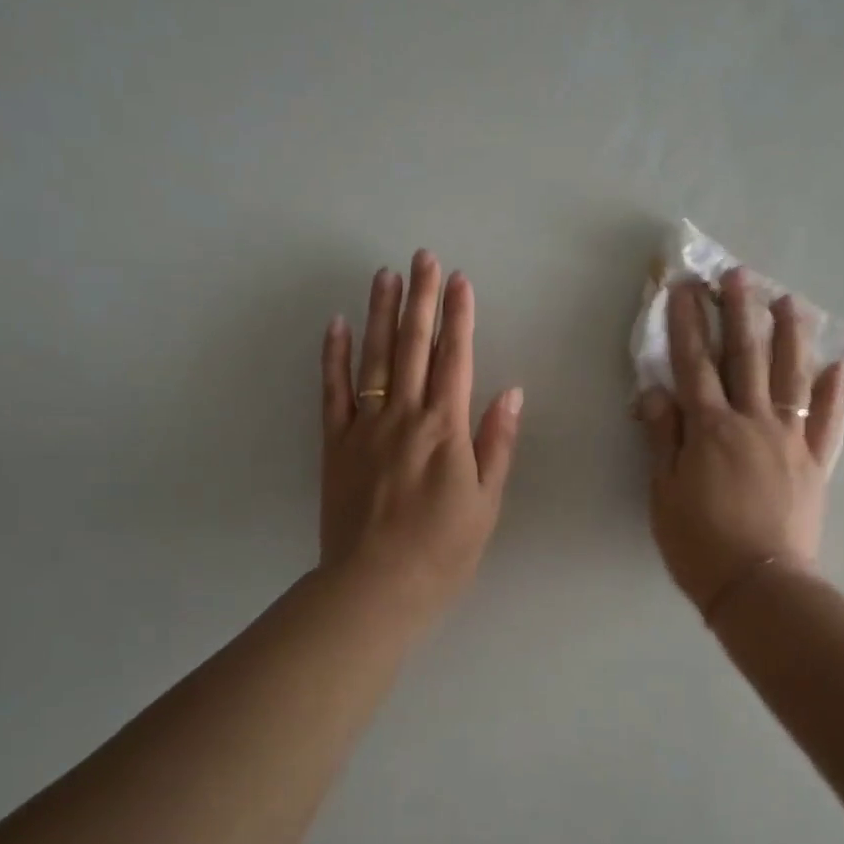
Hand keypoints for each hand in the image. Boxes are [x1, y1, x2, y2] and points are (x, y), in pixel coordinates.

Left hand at [320, 252, 522, 618]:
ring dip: (380, 313)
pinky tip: (337, 324)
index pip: (455, 359)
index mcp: (445, 429)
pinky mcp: (334, 444)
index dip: (458, 316)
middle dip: (420, 298)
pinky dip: (334, 356)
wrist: (376, 585)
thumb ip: (496, 443)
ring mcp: (364, 427)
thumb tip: (511, 392)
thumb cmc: (443, 550)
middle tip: (422, 257)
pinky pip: (332, 391)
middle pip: (413, 346)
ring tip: (385, 274)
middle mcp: (404, 416)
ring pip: (373, 358)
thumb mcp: (486, 502)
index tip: (460, 280)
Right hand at [639, 269, 843, 615]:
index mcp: (710, 429)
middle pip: (746, 358)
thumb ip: (662, 437)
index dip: (686, 324)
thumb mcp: (663, 492)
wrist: (758, 586)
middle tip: (738, 275)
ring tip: (789, 301)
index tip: (683, 289)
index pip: (694, 364)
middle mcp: (752, 422)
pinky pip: (827, 421)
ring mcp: (789, 440)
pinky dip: (834, 392)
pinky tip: (838, 366)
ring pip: (792, 377)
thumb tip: (655, 390)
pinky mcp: (815, 463)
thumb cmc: (698, 543)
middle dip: (739, 313)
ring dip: (790, 336)